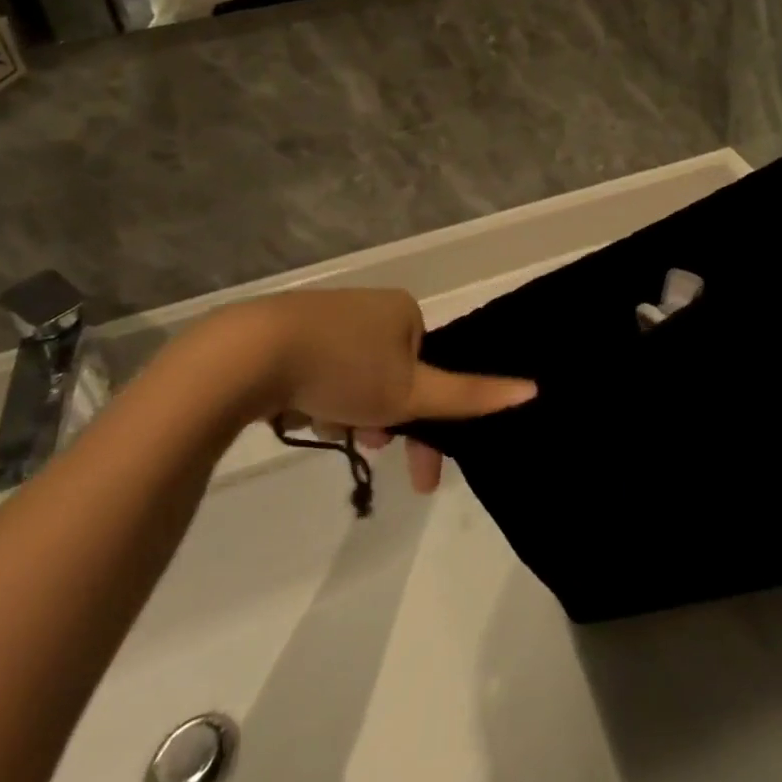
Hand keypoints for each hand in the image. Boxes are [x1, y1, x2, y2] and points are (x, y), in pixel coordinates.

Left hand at [218, 288, 532, 492]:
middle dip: (386, 420)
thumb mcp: (411, 392)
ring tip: (330, 430)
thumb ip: (470, 396)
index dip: (429, 422)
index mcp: (404, 311)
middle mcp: (368, 307)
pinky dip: (320, 399)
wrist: (246, 356)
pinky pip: (320, 372)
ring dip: (353, 414)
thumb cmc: (343, 369)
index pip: (432, 370)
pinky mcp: (286, 333)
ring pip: (356, 379)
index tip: (421, 475)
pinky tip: (300, 413)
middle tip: (369, 448)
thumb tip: (534, 389)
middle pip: (393, 376)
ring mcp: (325, 317)